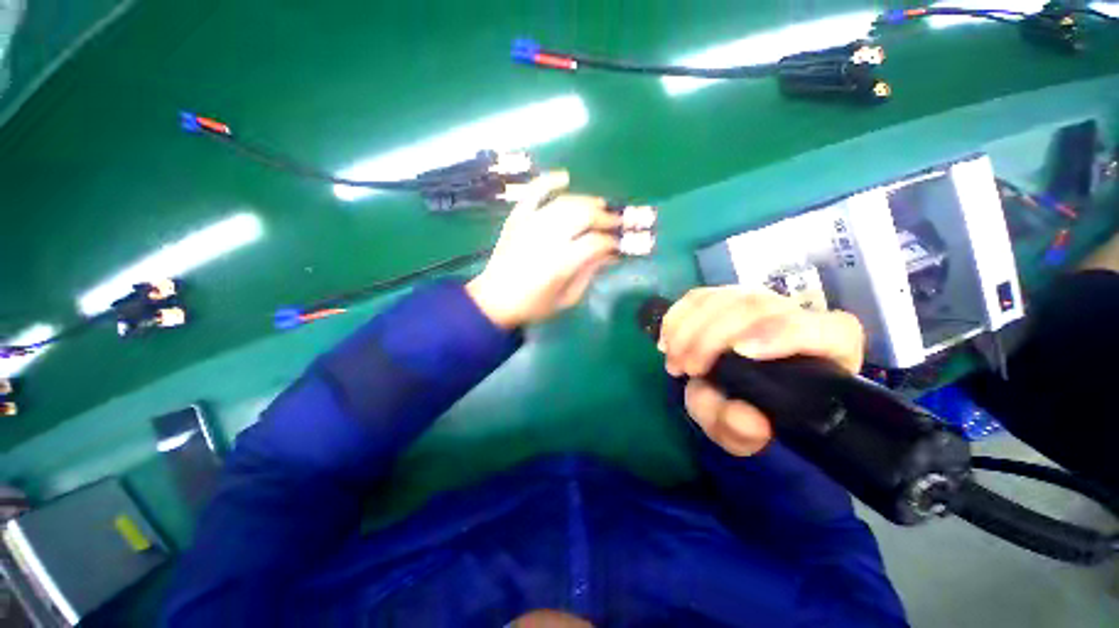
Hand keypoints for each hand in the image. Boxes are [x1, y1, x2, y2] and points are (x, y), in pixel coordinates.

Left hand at [466, 172, 621, 327]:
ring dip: (587, 201)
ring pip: (565, 203)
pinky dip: (548, 182)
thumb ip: (589, 274)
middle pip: (583, 215)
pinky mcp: (516, 219)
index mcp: (560, 264)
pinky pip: (532, 193)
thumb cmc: (533, 305)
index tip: (619, 245)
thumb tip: (611, 254)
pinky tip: (565, 178)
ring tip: (600, 205)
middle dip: (605, 217)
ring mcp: (529, 225)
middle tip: (615, 222)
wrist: (494, 301)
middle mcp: (546, 239)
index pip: (595, 242)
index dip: (612, 241)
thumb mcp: (567, 299)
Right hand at [658, 287, 864, 455]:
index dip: (784, 333)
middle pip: (757, 306)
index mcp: (828, 352)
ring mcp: (759, 302)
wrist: (740, 395)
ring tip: (674, 360)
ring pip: (724, 297)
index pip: (828, 330)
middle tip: (687, 368)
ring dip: (688, 327)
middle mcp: (796, 316)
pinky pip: (699, 297)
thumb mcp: (747, 434)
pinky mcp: (726, 298)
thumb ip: (745, 431)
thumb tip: (748, 418)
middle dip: (712, 336)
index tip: (741, 352)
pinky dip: (677, 317)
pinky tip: (667, 341)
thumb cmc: (754, 413)